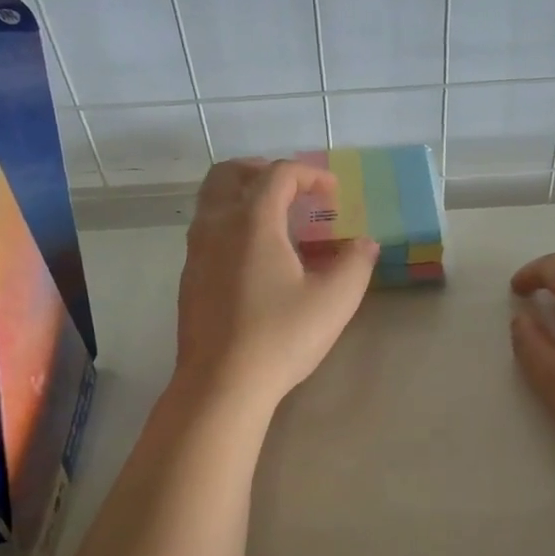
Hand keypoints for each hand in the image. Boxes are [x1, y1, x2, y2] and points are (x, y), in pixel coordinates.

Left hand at [174, 158, 377, 409]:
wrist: (221, 385)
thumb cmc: (280, 337)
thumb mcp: (334, 300)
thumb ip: (355, 264)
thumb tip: (365, 243)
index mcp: (252, 222)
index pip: (278, 174)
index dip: (310, 175)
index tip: (333, 193)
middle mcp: (217, 226)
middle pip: (229, 174)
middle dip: (262, 170)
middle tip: (293, 190)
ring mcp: (196, 252)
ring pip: (211, 201)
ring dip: (243, 195)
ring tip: (276, 220)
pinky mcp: (190, 279)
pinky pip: (207, 231)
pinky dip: (230, 224)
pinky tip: (255, 259)